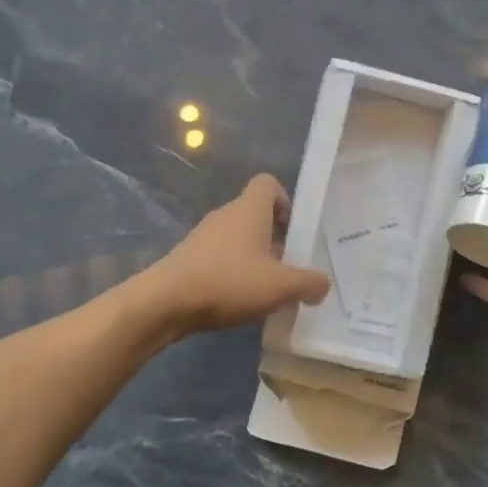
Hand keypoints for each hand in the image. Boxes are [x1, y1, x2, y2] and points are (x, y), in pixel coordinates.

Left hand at [143, 174, 331, 336]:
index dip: (284, 201)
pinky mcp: (187, 258)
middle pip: (254, 214)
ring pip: (236, 238)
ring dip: (252, 257)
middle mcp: (225, 215)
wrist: (164, 302)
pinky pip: (218, 257)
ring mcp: (202, 236)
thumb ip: (309, 283)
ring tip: (262, 290)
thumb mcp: (281, 286)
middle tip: (285, 269)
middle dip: (273, 239)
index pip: (268, 183)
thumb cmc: (228, 282)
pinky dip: (231, 273)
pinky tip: (236, 301)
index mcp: (249, 210)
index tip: (292, 231)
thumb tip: (323, 284)